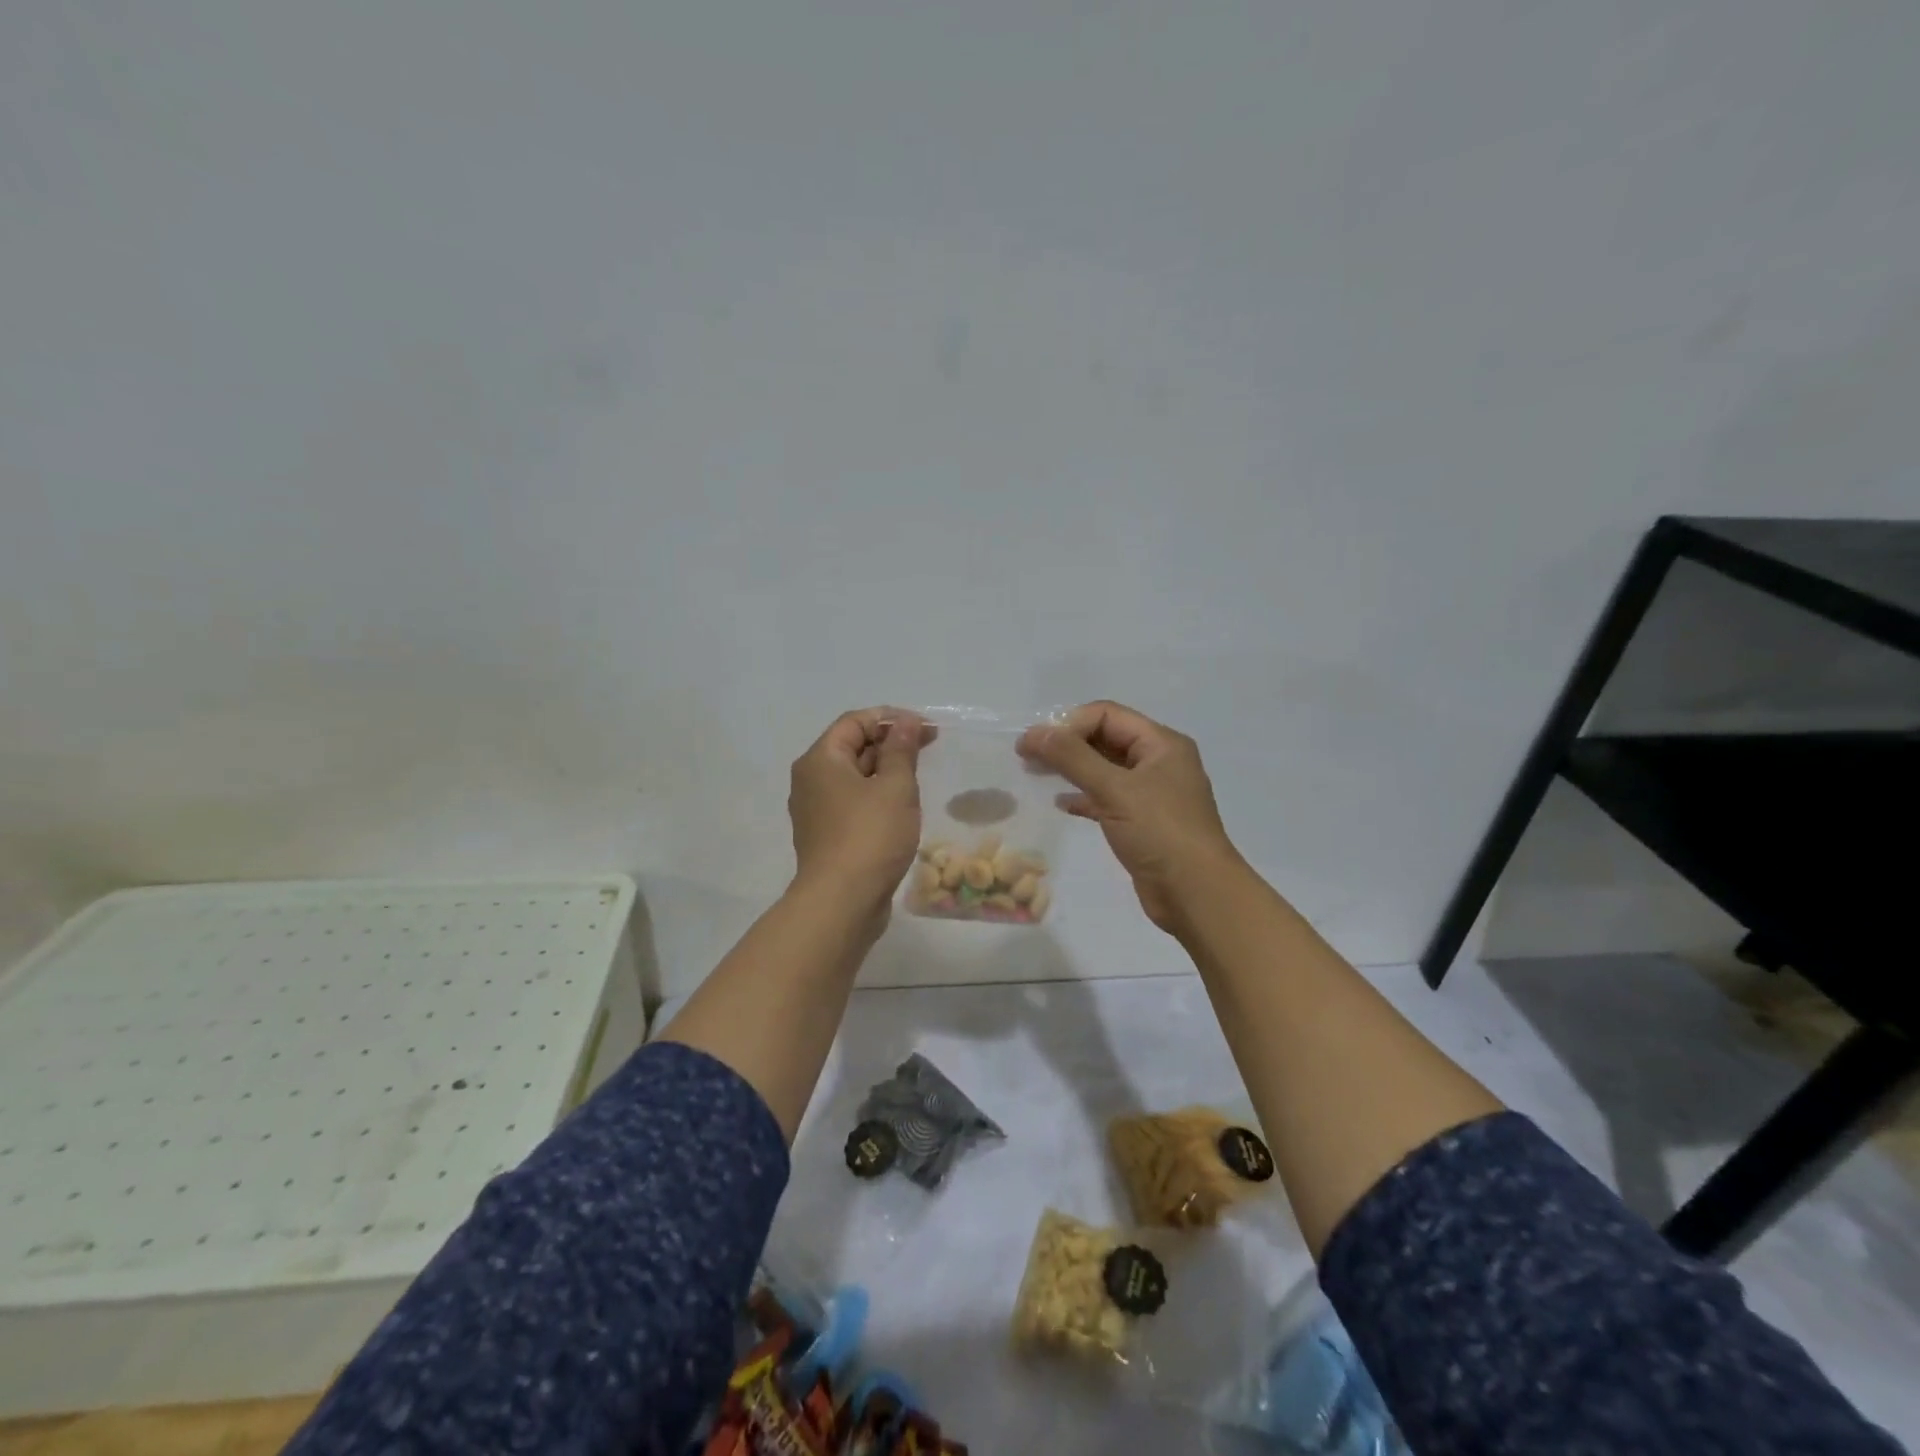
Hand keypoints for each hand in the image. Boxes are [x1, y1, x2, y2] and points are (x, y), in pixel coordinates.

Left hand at [788, 708, 928, 919]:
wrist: (842, 902)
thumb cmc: (870, 836)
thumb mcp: (895, 787)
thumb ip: (902, 749)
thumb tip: (906, 722)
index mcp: (820, 760)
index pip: (855, 722)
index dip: (891, 718)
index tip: (926, 728)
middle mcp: (810, 780)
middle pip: (852, 747)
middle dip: (890, 744)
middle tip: (929, 749)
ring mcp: (815, 810)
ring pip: (854, 777)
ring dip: (886, 771)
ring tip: (918, 778)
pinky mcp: (826, 836)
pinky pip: (852, 803)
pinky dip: (876, 797)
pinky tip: (901, 809)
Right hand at [1018, 700, 1240, 932]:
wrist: (1197, 895)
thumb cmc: (1160, 833)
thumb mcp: (1115, 789)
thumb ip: (1072, 757)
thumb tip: (1034, 733)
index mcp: (1162, 744)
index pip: (1107, 715)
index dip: (1069, 724)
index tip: (1035, 744)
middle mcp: (1159, 762)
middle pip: (1105, 738)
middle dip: (1066, 744)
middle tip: (1027, 757)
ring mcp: (1153, 794)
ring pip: (1104, 769)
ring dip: (1071, 769)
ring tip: (1035, 774)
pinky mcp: (1144, 822)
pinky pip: (1108, 798)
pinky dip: (1084, 797)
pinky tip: (1062, 804)